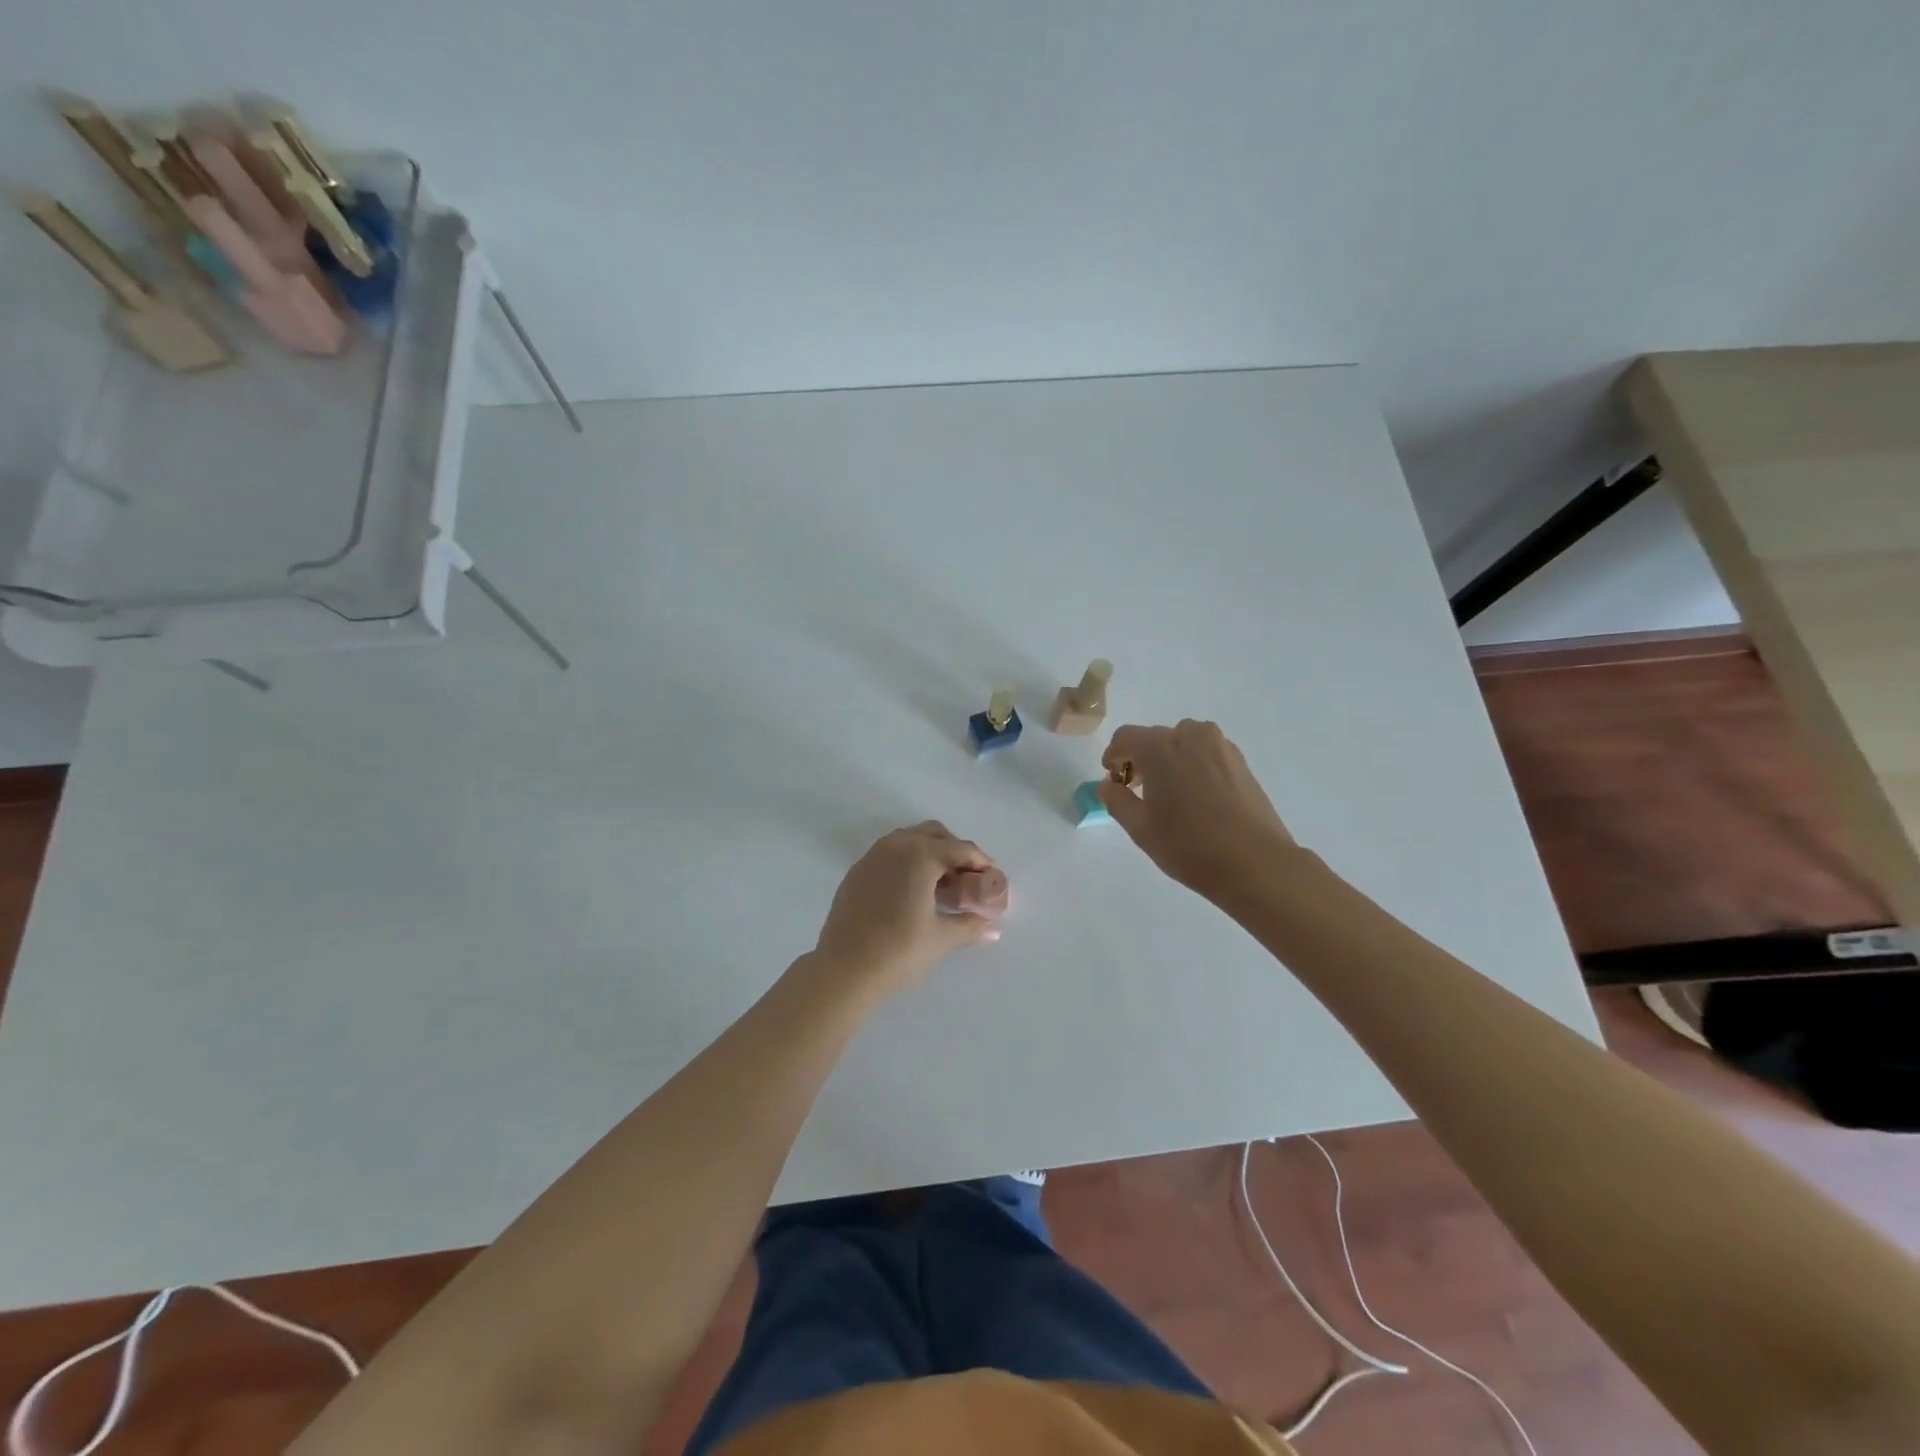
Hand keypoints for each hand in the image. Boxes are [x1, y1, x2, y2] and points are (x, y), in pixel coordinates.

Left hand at [810, 822, 1001, 994]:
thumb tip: (992, 929)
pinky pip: (889, 854)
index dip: (981, 863)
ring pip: (909, 840)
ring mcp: (872, 857)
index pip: (960, 849)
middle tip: (968, 879)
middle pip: (934, 834)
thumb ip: (970, 926)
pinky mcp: (857, 872)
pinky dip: (907, 862)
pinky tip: (912, 892)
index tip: (993, 879)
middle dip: (955, 851)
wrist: (843, 969)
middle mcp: (896, 846)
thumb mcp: (941, 938)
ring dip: (930, 853)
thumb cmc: (899, 950)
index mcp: (920, 855)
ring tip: (941, 885)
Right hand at [1099, 720, 1300, 904]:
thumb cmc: (1188, 845)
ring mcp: (1220, 746)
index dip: (1113, 756)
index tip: (1114, 780)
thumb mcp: (1140, 828)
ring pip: (1183, 743)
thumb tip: (1108, 785)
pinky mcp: (1241, 762)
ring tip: (1170, 795)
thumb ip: (1116, 800)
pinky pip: (1206, 754)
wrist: (1255, 862)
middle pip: (1155, 738)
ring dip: (1169, 760)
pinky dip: (1194, 767)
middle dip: (1142, 759)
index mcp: (1160, 747)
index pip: (1125, 737)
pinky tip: (1196, 799)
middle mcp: (1190, 735)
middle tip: (1139, 792)